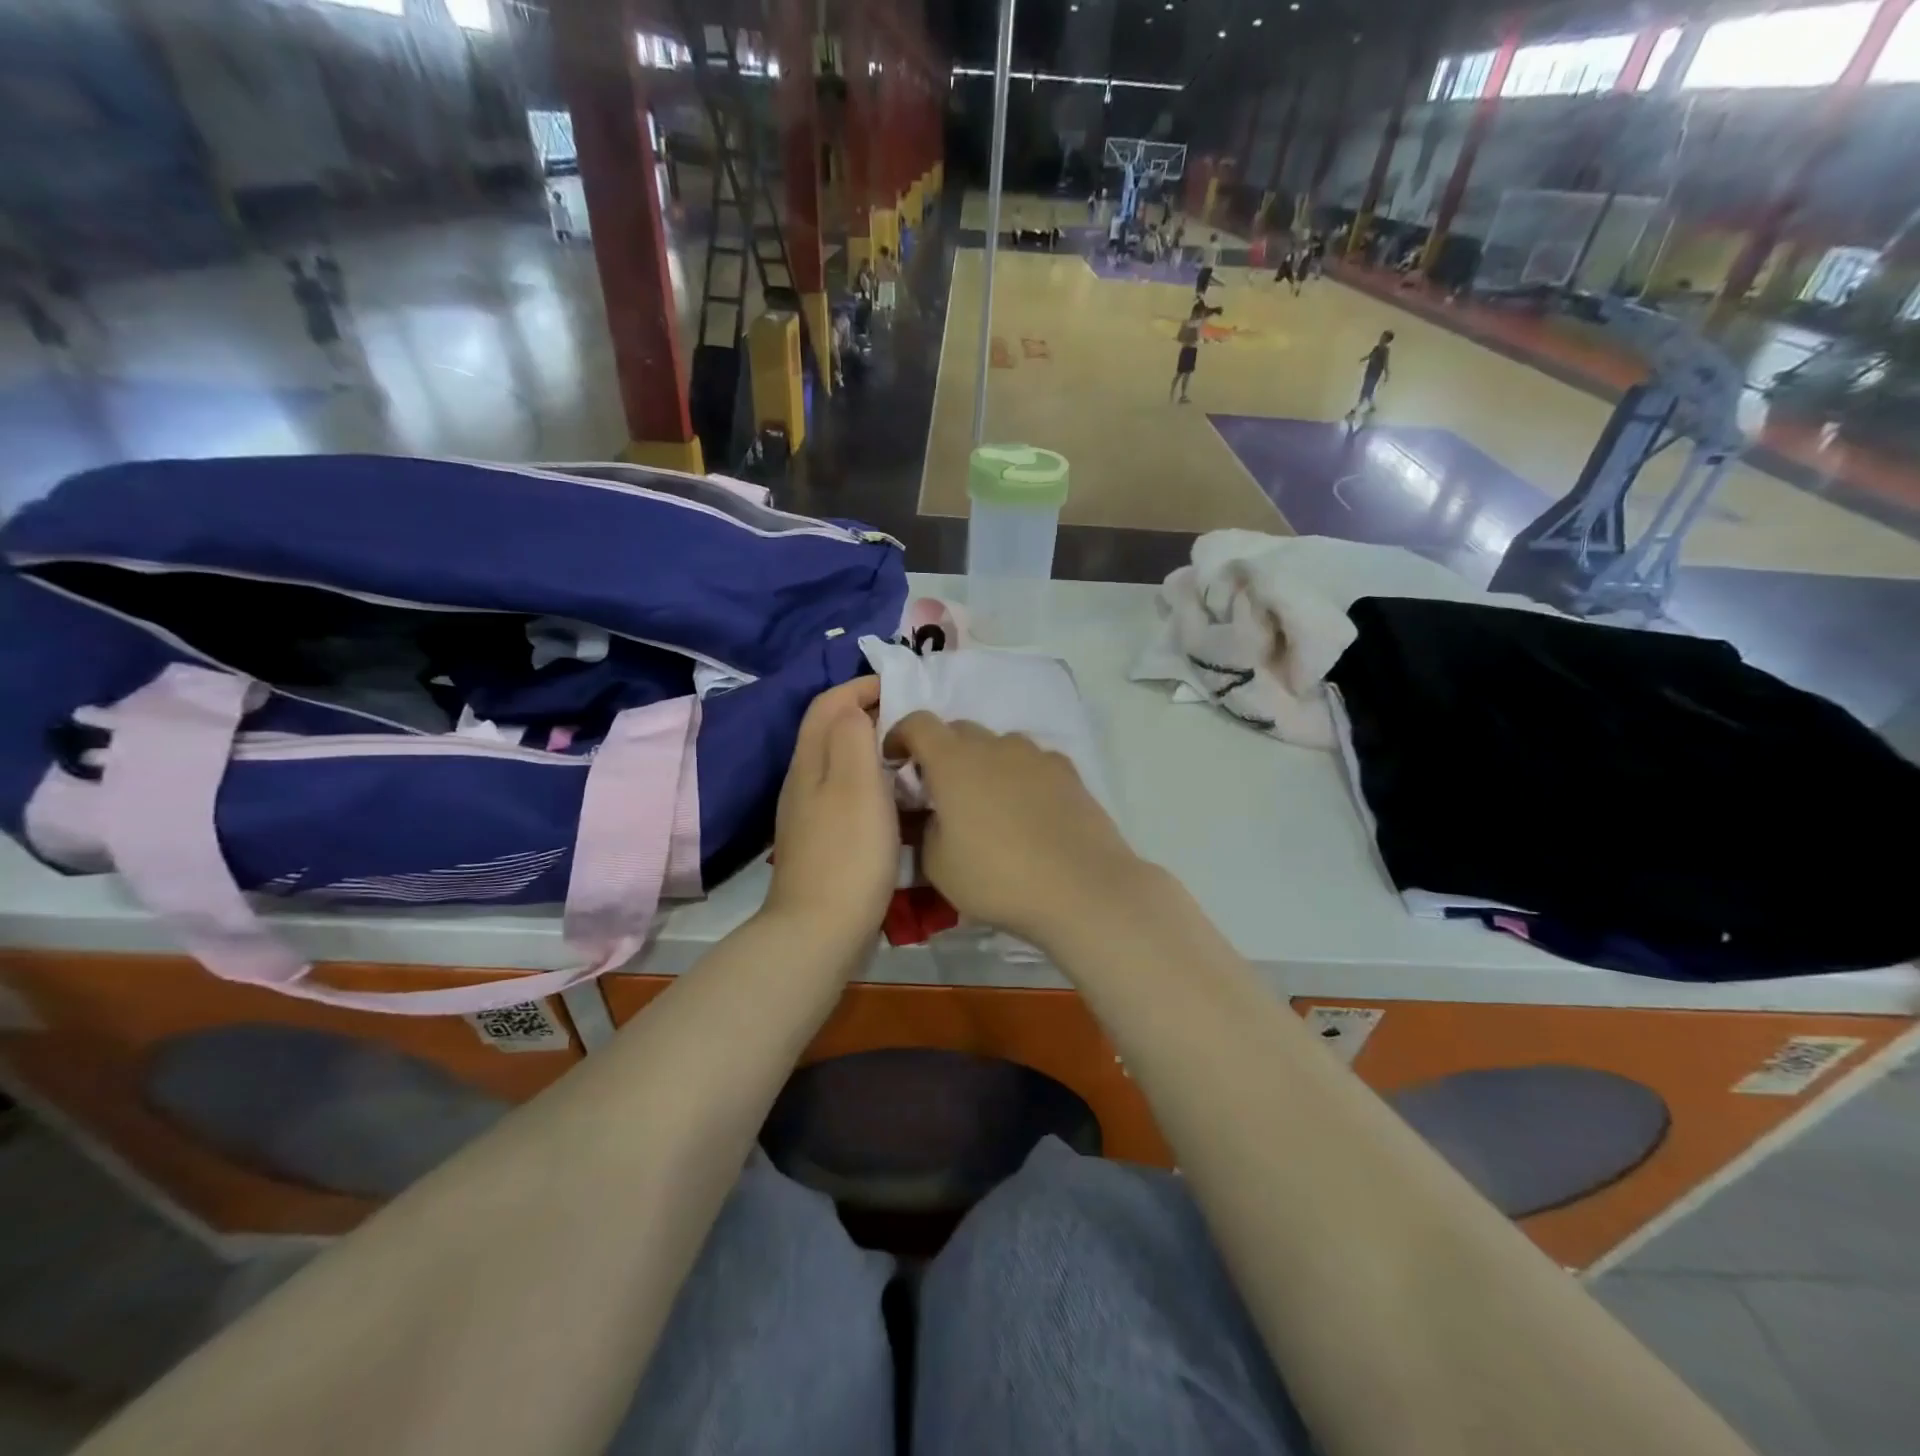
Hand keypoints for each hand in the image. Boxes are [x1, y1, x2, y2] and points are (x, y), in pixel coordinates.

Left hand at [762, 678, 895, 951]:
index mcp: (809, 762)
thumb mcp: (855, 783)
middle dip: (870, 714)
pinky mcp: (825, 843)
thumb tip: (854, 708)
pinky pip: (850, 796)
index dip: (861, 686)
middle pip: (831, 731)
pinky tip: (900, 802)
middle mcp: (804, 783)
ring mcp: (811, 816)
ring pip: (841, 765)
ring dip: (874, 750)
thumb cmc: (847, 853)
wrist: (820, 932)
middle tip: (915, 720)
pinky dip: (875, 784)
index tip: (904, 687)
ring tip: (913, 756)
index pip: (828, 704)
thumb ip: (852, 736)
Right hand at [885, 713, 1152, 946]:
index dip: (900, 735)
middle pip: (959, 731)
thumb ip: (926, 830)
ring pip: (999, 746)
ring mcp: (1036, 755)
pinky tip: (1028, 811)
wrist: (1081, 888)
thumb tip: (936, 816)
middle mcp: (994, 746)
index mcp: (953, 761)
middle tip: (940, 790)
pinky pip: (1033, 763)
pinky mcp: (1069, 772)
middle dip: (942, 752)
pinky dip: (1020, 776)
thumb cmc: (997, 877)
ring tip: (988, 803)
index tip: (895, 760)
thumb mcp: (937, 865)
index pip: (918, 723)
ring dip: (984, 763)